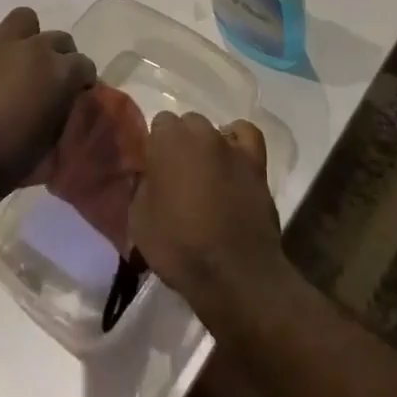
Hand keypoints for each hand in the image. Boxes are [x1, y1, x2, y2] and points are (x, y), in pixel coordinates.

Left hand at [0, 8, 96, 204]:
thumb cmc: (5, 163)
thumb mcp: (48, 145)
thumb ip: (59, 115)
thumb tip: (60, 106)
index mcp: (60, 73)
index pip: (84, 65)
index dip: (82, 82)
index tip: (76, 98)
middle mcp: (34, 50)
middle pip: (59, 39)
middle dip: (61, 58)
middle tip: (50, 84)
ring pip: (24, 18)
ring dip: (27, 37)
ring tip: (21, 61)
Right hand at [129, 112, 283, 324]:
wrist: (233, 273)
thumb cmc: (178, 247)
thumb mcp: (139, 221)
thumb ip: (141, 187)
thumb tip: (147, 175)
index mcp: (168, 141)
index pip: (159, 123)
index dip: (156, 147)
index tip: (154, 171)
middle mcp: (201, 133)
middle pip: (187, 124)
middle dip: (181, 143)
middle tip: (177, 175)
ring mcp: (232, 146)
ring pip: (214, 130)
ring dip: (207, 145)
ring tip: (205, 173)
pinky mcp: (257, 163)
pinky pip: (246, 136)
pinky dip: (238, 142)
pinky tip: (232, 160)